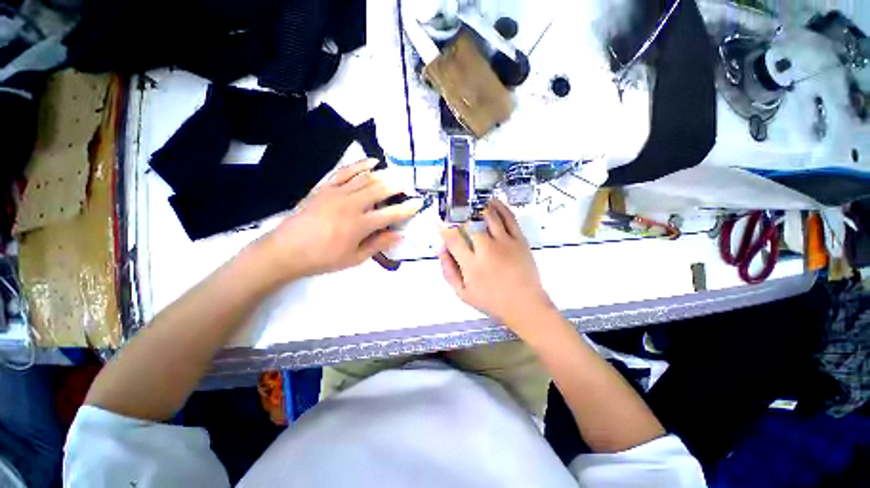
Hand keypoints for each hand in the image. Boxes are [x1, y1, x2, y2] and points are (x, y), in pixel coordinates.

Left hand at [260, 159, 421, 280]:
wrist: (285, 250)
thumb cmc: (322, 258)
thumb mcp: (354, 258)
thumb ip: (378, 244)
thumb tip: (399, 235)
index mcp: (359, 225)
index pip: (390, 214)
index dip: (407, 209)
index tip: (418, 203)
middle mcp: (351, 205)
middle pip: (380, 190)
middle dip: (397, 186)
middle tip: (408, 186)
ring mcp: (337, 193)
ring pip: (366, 178)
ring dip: (383, 175)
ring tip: (395, 174)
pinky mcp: (325, 188)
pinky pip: (345, 172)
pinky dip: (360, 165)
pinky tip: (371, 161)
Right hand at [439, 199, 555, 335]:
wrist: (525, 305)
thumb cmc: (492, 301)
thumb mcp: (463, 293)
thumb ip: (449, 271)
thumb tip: (441, 250)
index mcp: (471, 265)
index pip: (453, 239)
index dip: (443, 227)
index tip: (439, 220)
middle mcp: (486, 250)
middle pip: (469, 224)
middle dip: (460, 216)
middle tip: (455, 213)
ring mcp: (505, 242)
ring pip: (489, 216)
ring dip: (478, 207)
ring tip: (471, 203)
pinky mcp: (520, 239)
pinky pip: (509, 218)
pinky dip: (500, 207)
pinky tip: (492, 202)